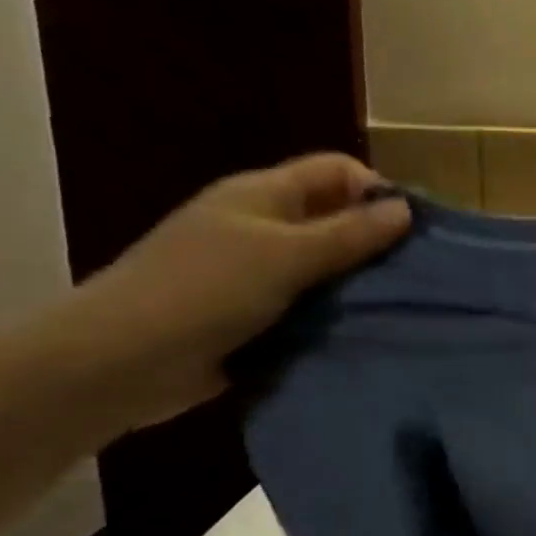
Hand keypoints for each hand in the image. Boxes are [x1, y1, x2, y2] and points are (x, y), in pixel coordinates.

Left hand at [66, 154, 411, 430]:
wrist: (117, 364)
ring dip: (357, 286)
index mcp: (263, 195)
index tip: (414, 230)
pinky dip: (333, 318)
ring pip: (324, 269)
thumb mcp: (284, 256)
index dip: (376, 191)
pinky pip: (308, 308)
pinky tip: (365, 334)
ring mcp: (255, 274)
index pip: (336, 171)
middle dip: (375, 243)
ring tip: (401, 309)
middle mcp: (261, 227)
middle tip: (418, 275)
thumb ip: (348, 234)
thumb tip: (406, 209)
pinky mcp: (254, 317)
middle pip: (334, 219)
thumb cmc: (202, 292)